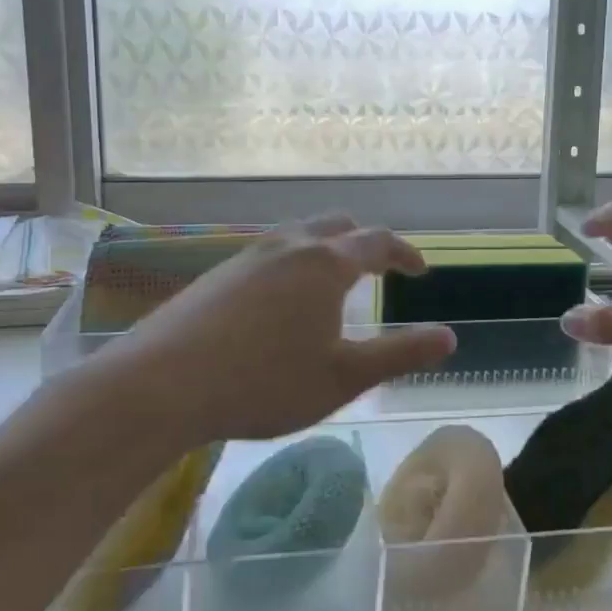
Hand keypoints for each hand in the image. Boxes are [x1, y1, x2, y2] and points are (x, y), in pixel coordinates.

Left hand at [95, 216, 456, 443]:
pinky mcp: (216, 273)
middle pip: (335, 226)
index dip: (404, 253)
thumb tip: (449, 337)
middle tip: (377, 269)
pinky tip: (278, 301)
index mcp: (325, 264)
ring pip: (296, 235)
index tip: (420, 270)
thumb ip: (399, 354)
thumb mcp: (343, 377)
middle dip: (363, 242)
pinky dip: (290, 263)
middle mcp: (287, 246)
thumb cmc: (264, 382)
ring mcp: (246, 256)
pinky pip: (267, 254)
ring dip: (323, 250)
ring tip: (330, 283)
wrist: (162, 384)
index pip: (376, 242)